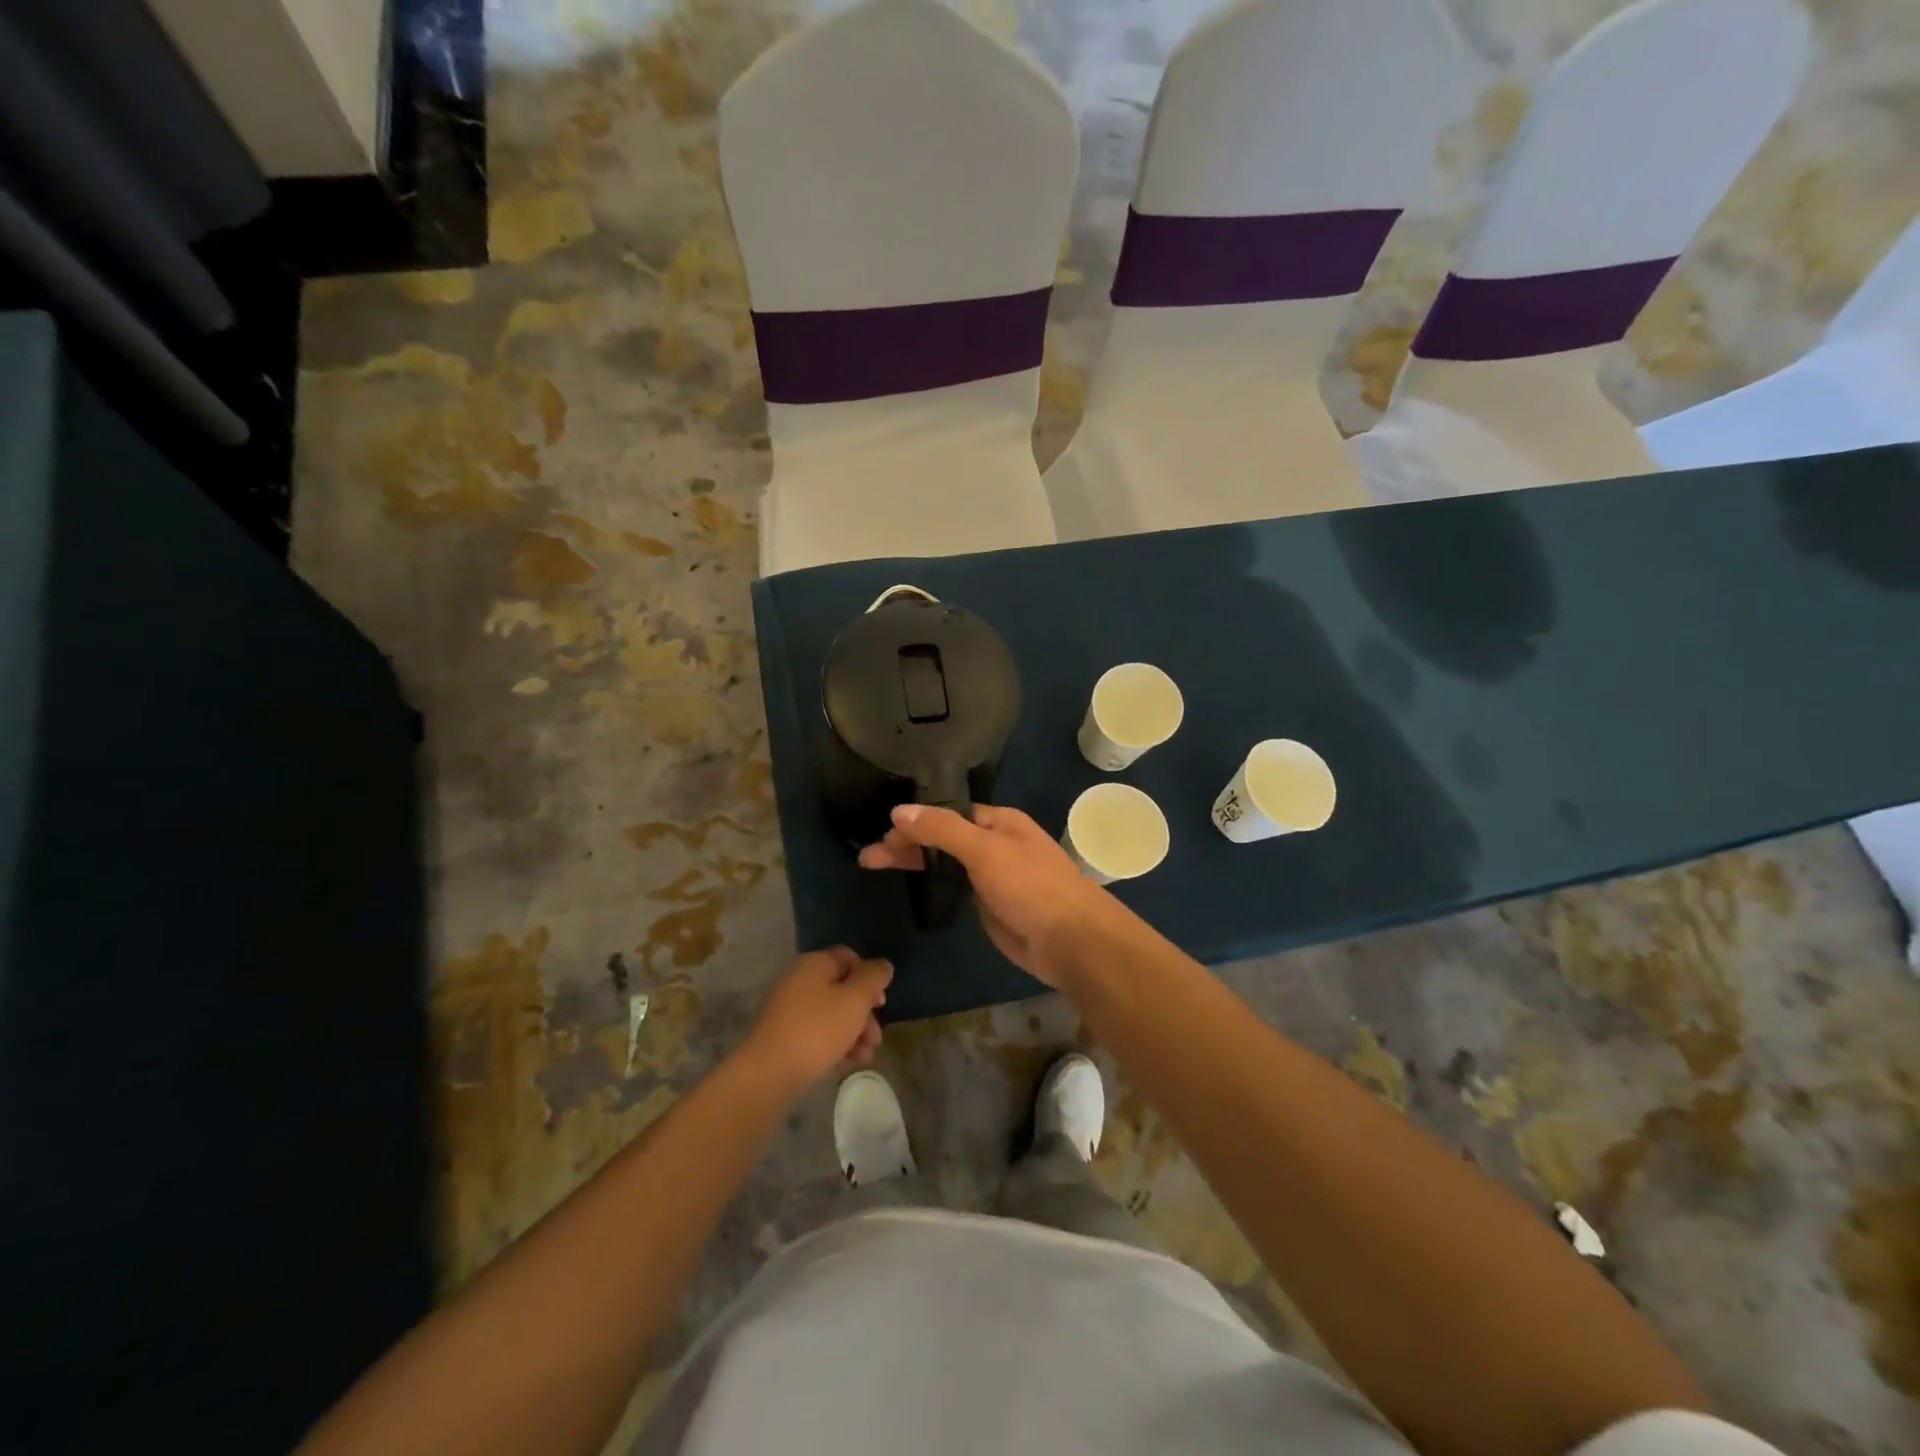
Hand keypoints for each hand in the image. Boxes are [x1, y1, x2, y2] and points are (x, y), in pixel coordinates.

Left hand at [740, 947, 891, 1096]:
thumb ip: (874, 978)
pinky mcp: (784, 1034)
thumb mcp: (855, 1000)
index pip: (849, 957)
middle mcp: (800, 979)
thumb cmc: (818, 1029)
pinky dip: (835, 1043)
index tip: (880, 1002)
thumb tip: (883, 965)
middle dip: (864, 1012)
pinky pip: (817, 1032)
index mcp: (815, 963)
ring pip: (832, 1013)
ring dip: (854, 1032)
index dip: (869, 976)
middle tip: (876, 1037)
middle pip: (842, 988)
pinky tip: (848, 1062)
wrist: (768, 1072)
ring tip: (866, 1055)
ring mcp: (789, 1008)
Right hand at [858, 804, 1127, 986]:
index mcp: (998, 822)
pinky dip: (930, 884)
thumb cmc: (1031, 886)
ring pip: (945, 863)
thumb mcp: (985, 850)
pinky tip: (908, 884)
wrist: (1069, 940)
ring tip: (873, 866)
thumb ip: (942, 829)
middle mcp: (994, 843)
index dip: (915, 820)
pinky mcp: (988, 905)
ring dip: (914, 863)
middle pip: (942, 837)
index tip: (882, 832)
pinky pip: (954, 887)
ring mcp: (991, 875)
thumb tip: (899, 811)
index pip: (947, 813)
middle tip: (868, 856)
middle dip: (907, 843)